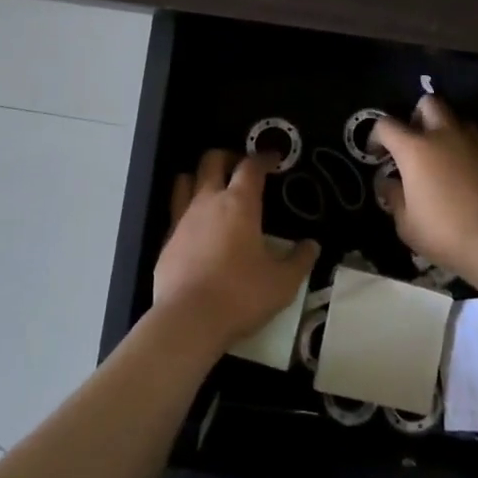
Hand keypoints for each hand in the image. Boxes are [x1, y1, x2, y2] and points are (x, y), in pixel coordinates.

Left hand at [153, 150, 319, 353]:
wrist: (188, 320)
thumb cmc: (241, 295)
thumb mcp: (283, 282)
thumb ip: (300, 260)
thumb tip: (312, 245)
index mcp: (239, 203)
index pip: (251, 166)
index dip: (263, 158)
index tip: (273, 158)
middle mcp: (208, 202)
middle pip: (211, 160)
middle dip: (227, 157)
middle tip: (240, 167)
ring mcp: (182, 220)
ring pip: (185, 180)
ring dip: (200, 177)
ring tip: (213, 188)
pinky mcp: (166, 241)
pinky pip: (175, 212)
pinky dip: (187, 210)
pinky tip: (197, 227)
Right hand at [373, 97, 477, 273]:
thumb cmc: (443, 232)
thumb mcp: (405, 222)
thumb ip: (393, 196)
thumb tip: (387, 182)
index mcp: (415, 149)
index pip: (386, 125)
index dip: (376, 136)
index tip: (377, 155)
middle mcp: (444, 136)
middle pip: (429, 103)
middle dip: (418, 115)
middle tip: (415, 141)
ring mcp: (475, 144)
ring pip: (459, 120)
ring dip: (447, 132)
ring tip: (444, 156)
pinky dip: (470, 153)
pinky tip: (469, 175)